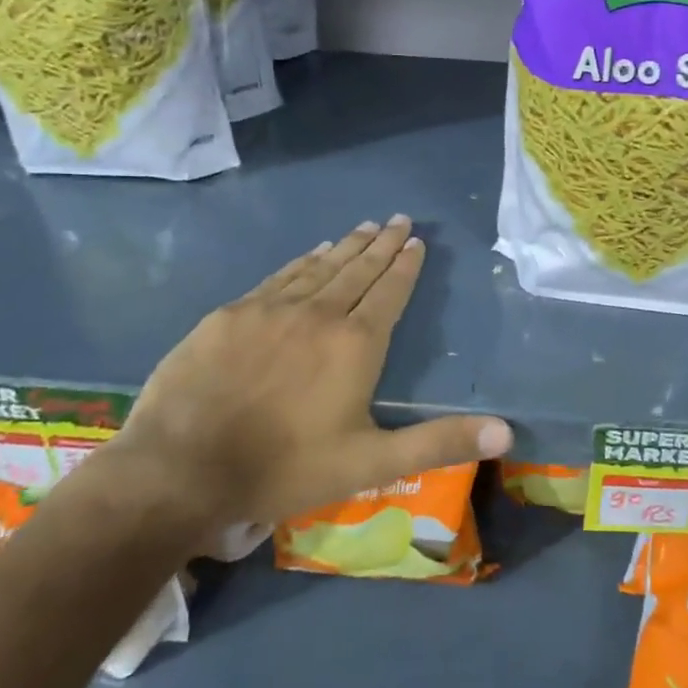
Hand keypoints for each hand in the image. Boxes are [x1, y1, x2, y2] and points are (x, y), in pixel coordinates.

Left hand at [102, 216, 511, 540]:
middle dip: (382, 244)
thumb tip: (507, 430)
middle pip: (358, 270)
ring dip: (346, 246)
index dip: (405, 266)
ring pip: (320, 267)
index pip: (389, 292)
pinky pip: (279, 277)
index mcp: (356, 344)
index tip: (416, 241)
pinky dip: (302, 261)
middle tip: (399, 219)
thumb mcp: (370, 463)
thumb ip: (439, 443)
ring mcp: (271, 309)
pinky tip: (312, 253)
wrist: (180, 468)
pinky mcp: (231, 315)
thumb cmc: (284, 467)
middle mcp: (319, 314)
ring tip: (365, 227)